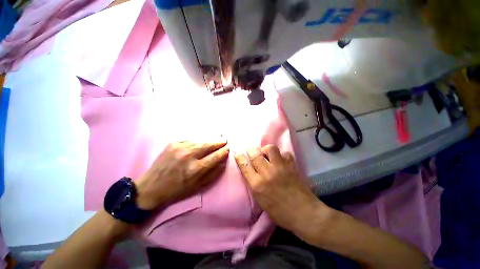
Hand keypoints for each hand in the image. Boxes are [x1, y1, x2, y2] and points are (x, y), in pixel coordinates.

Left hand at [135, 141, 228, 209]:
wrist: (153, 185)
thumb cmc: (176, 190)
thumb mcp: (196, 187)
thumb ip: (211, 175)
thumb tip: (222, 163)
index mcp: (196, 169)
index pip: (215, 156)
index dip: (223, 151)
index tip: (228, 148)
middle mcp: (189, 155)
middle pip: (208, 145)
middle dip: (218, 142)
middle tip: (225, 139)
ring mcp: (179, 147)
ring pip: (198, 140)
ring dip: (208, 139)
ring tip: (216, 138)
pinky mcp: (172, 143)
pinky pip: (188, 139)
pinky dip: (196, 139)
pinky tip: (200, 140)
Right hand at [234, 145, 329, 239]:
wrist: (303, 213)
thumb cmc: (281, 214)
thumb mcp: (263, 203)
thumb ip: (257, 188)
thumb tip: (255, 177)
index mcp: (257, 185)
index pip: (244, 166)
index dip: (239, 157)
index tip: (237, 152)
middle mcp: (267, 173)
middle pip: (255, 154)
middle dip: (250, 148)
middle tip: (249, 147)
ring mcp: (281, 168)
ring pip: (271, 149)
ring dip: (266, 150)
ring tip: (267, 155)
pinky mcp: (292, 166)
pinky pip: (285, 154)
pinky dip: (282, 155)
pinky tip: (282, 161)